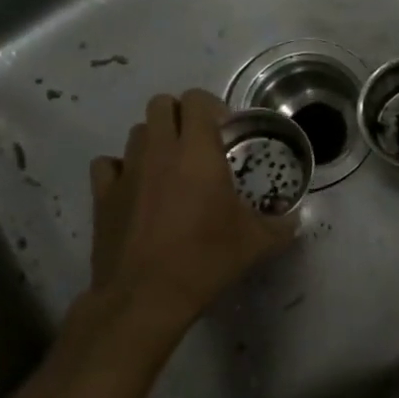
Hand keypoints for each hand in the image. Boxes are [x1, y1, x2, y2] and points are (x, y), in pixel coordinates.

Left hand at [83, 90, 295, 344]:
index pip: (197, 100)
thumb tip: (295, 218)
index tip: (224, 132)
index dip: (211, 107)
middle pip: (161, 104)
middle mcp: (159, 150)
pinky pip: (107, 164)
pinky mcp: (102, 195)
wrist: (145, 297)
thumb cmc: (205, 260)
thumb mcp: (256, 243)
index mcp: (197, 151)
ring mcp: (127, 170)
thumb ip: (281, 225)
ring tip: (168, 168)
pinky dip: (121, 169)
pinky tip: (134, 188)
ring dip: (153, 140)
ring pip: (136, 132)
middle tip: (196, 144)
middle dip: (180, 116)